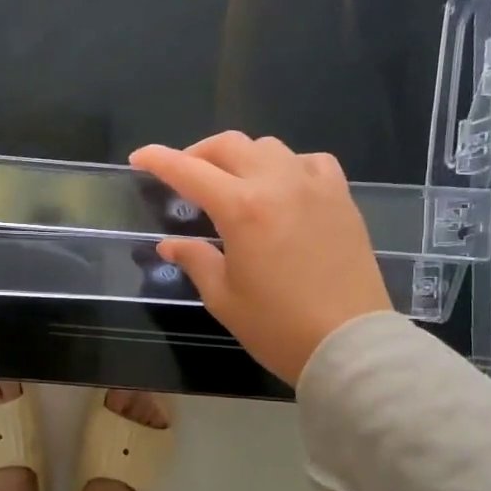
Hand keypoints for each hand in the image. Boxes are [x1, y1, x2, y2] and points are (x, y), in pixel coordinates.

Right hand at [130, 134, 392, 384]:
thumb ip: (195, 260)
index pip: (188, 170)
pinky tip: (282, 186)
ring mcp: (314, 187)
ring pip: (268, 147)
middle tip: (183, 174)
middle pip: (229, 145)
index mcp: (241, 209)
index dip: (158, 160)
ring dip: (240, 156)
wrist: (351, 345)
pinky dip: (286, 165)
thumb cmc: (278, 327)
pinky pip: (310, 161)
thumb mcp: (223, 297)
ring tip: (230, 181)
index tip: (139, 158)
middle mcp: (278, 184)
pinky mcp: (341, 198)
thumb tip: (170, 245)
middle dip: (197, 153)